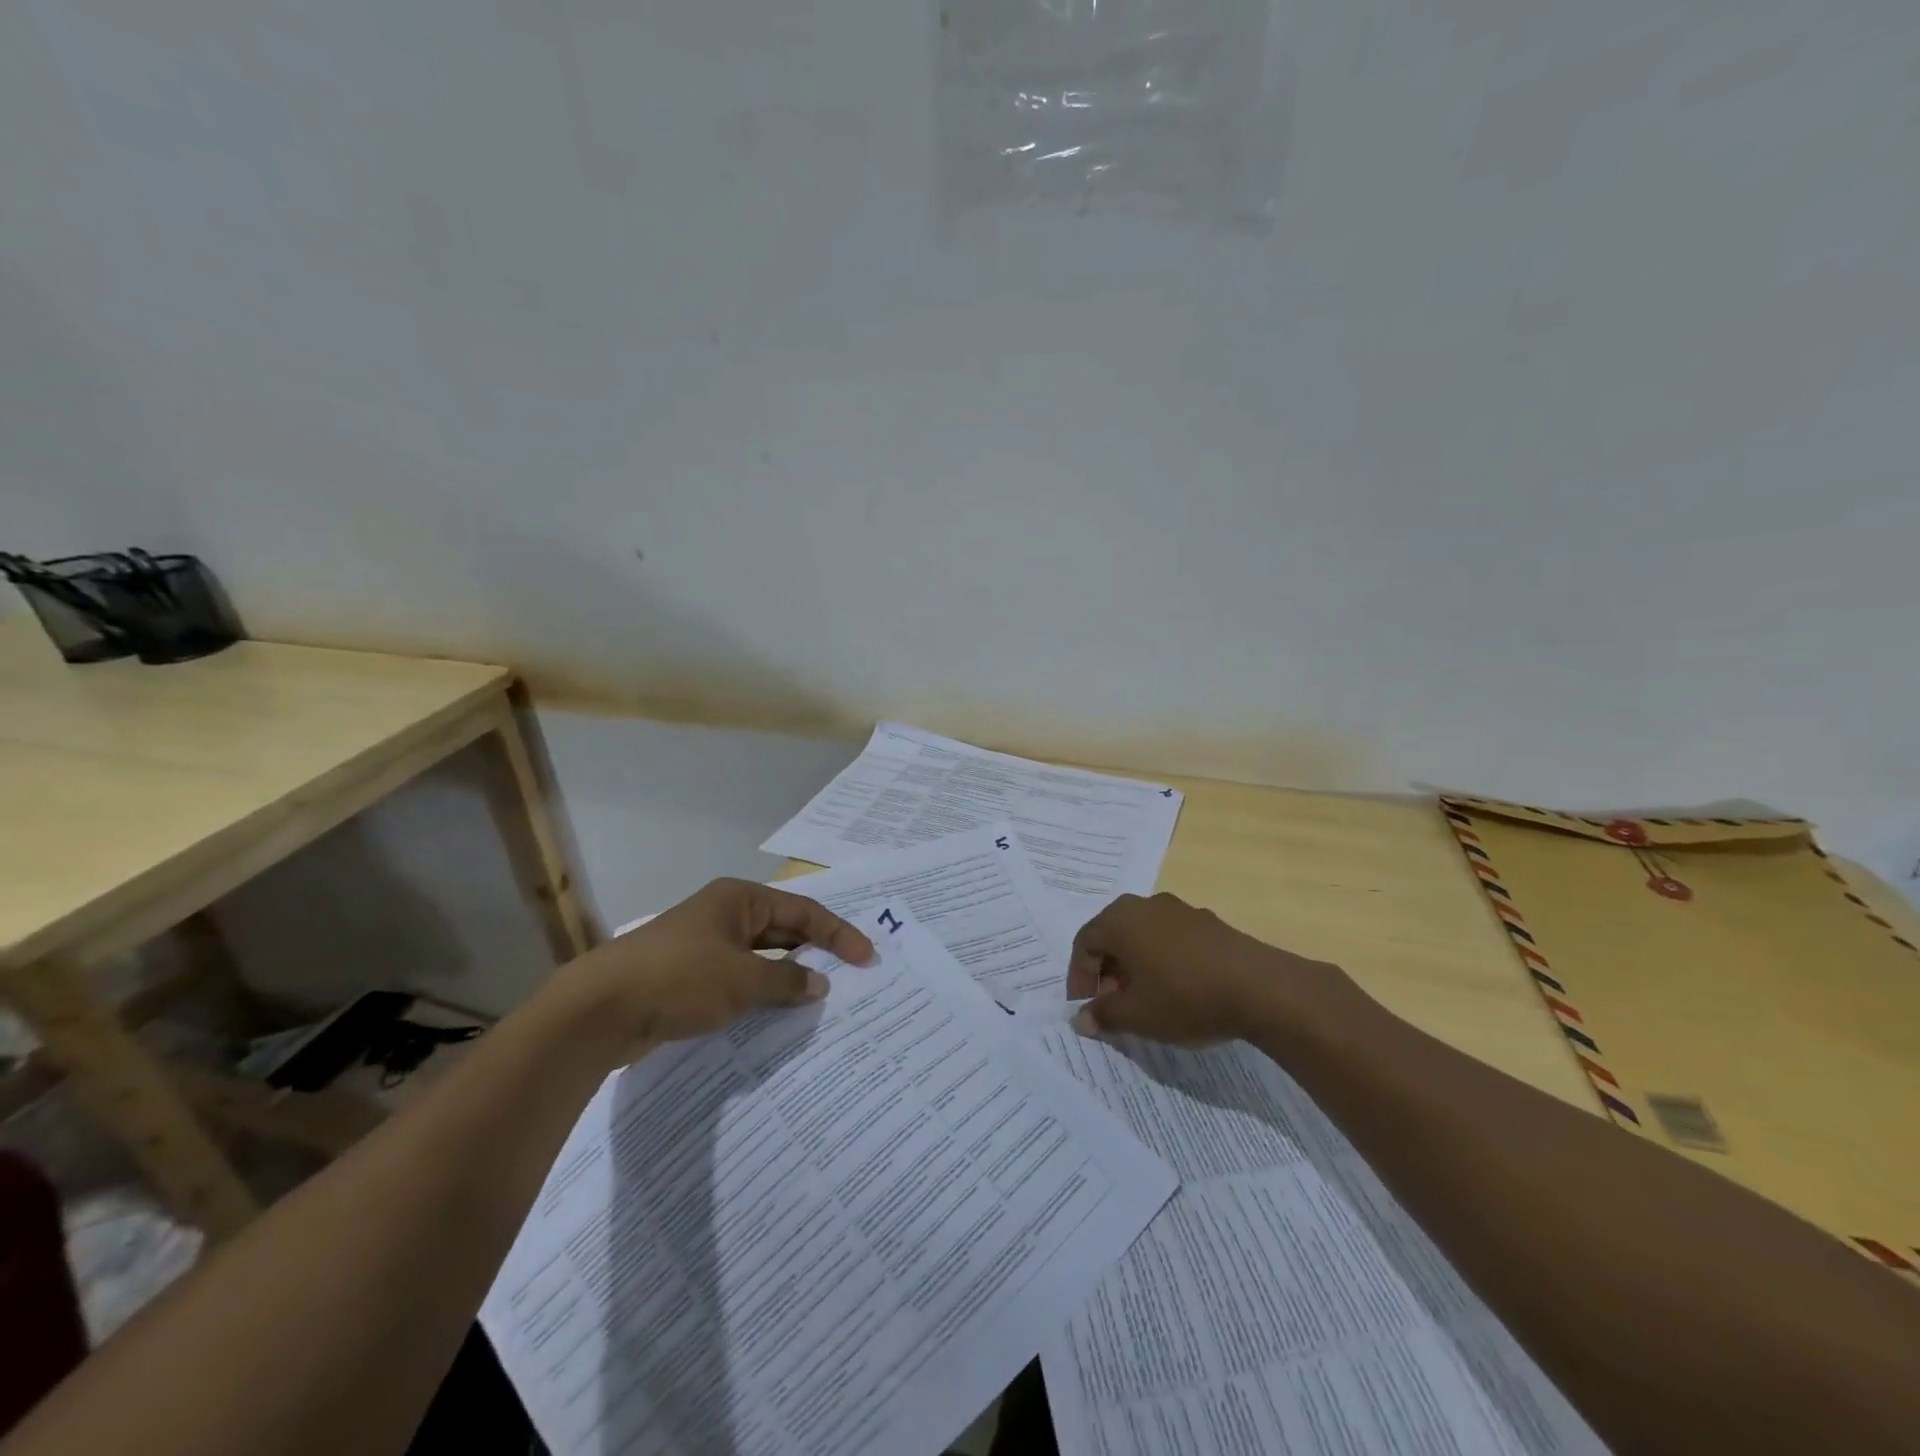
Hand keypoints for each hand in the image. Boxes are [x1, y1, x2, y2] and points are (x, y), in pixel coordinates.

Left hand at [544, 879, 873, 1066]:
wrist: (600, 1009)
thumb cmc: (680, 979)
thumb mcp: (742, 980)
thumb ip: (786, 981)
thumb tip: (819, 984)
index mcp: (739, 899)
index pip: (803, 911)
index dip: (838, 933)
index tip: (866, 958)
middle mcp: (724, 915)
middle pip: (783, 930)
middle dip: (815, 952)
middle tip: (850, 976)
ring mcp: (704, 945)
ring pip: (760, 957)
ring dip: (787, 976)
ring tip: (820, 998)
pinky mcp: (688, 976)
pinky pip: (738, 979)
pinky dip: (760, 993)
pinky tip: (776, 1014)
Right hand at [1067, 892, 1339, 1045]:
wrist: (1260, 987)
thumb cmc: (1184, 997)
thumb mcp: (1137, 1015)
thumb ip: (1103, 1015)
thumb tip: (1080, 1018)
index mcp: (1120, 920)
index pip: (1084, 944)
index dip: (1079, 978)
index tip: (1086, 1009)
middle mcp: (1145, 905)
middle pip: (1113, 935)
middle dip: (1107, 972)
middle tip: (1113, 1005)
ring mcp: (1179, 910)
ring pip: (1143, 936)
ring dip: (1135, 966)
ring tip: (1145, 1000)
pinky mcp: (1208, 922)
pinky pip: (1170, 938)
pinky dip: (1162, 961)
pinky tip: (1178, 990)